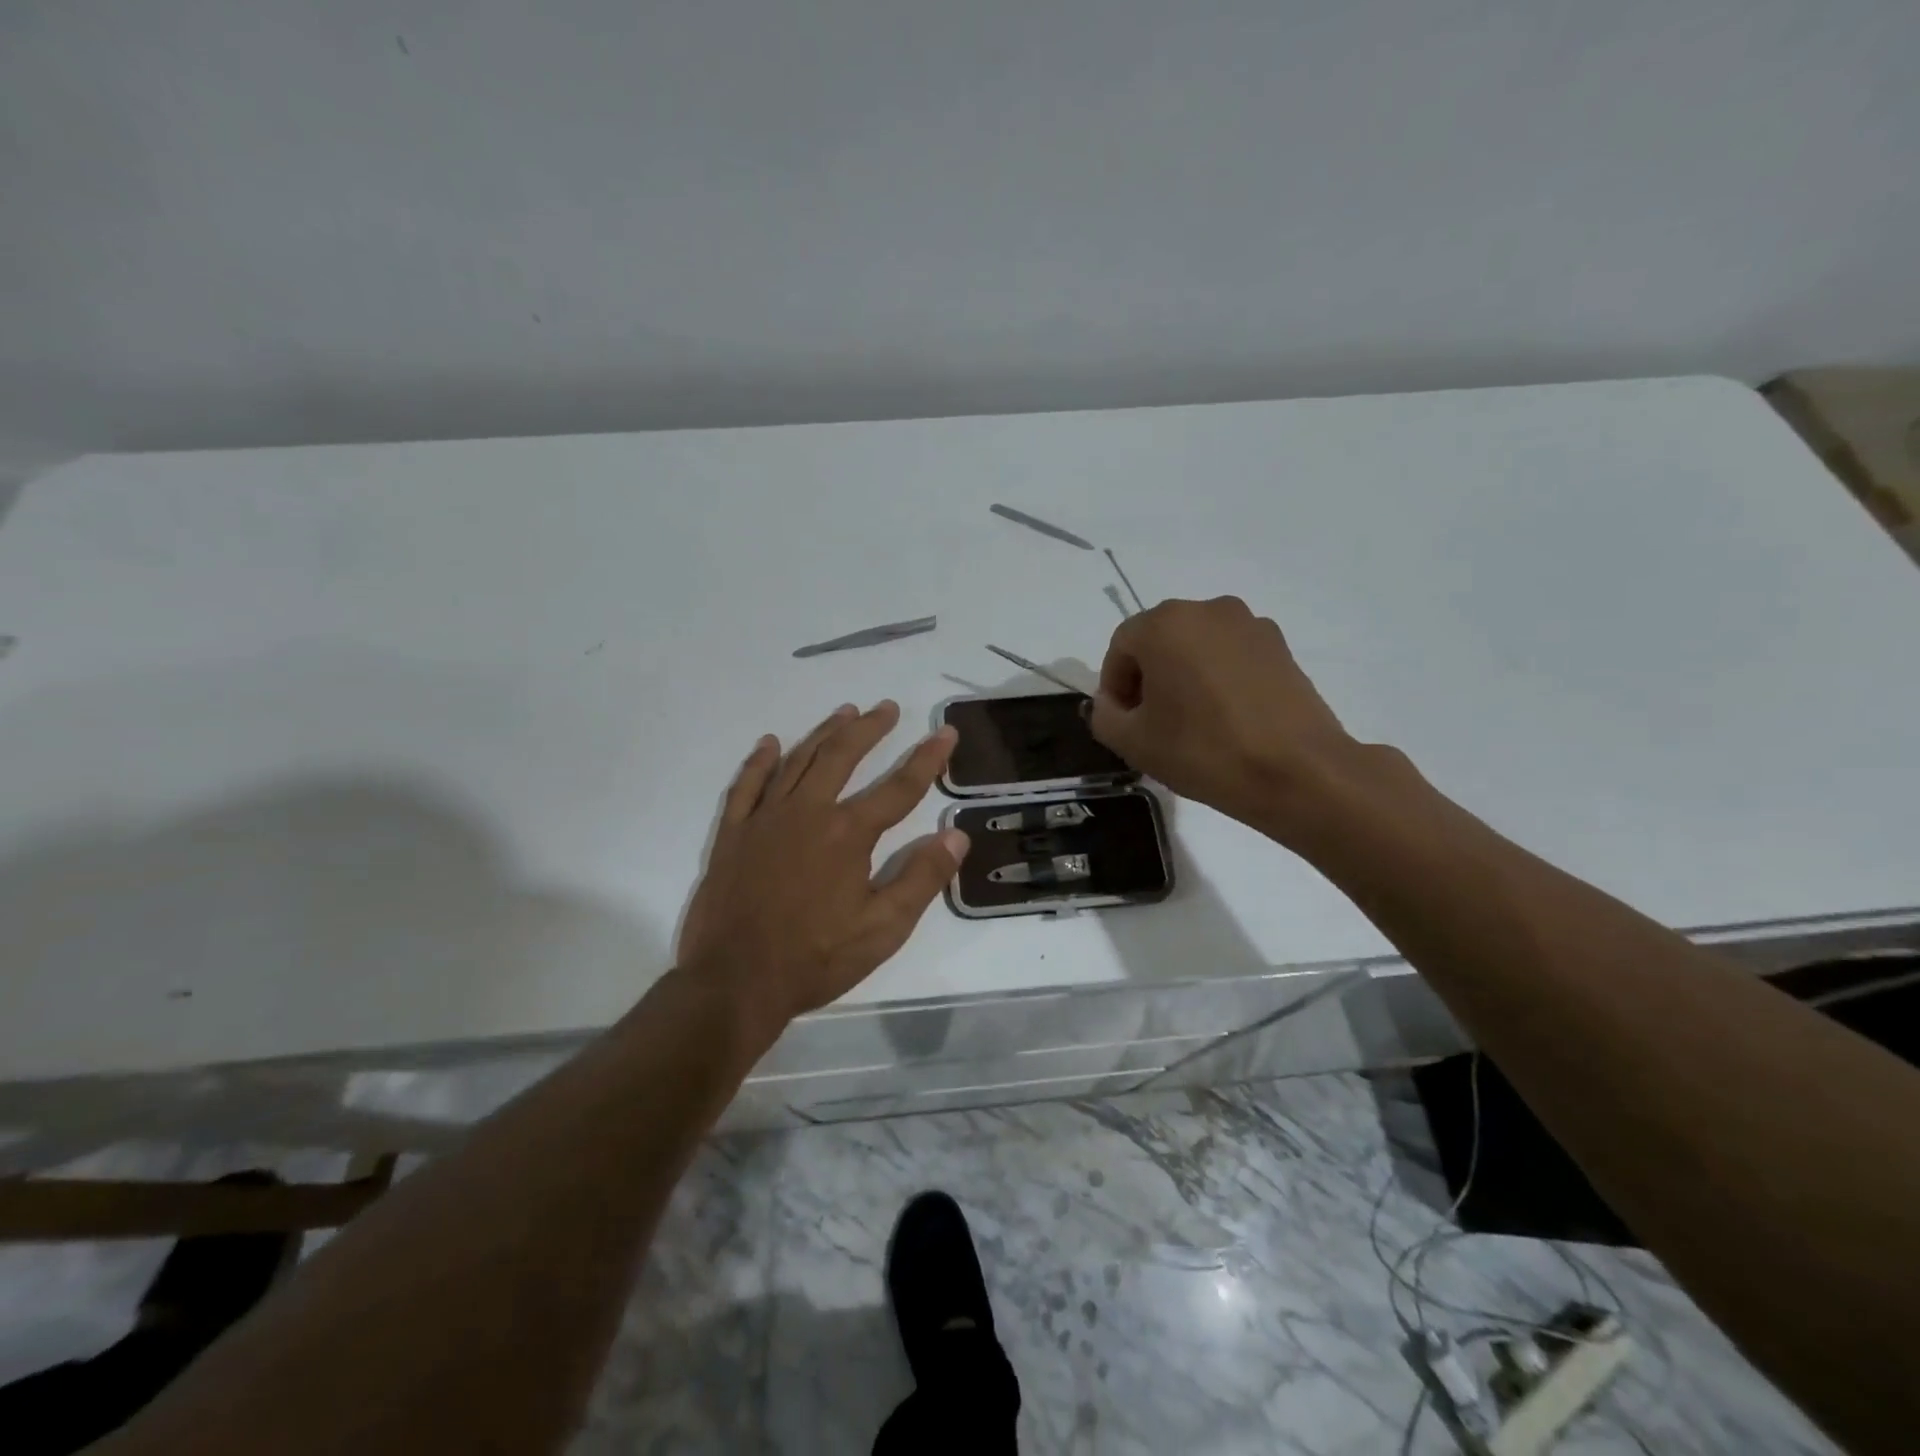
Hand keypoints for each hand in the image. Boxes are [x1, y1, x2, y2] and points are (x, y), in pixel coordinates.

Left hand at [678, 700, 969, 1029]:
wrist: (734, 982)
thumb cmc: (816, 958)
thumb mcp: (884, 929)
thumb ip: (922, 878)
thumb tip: (957, 835)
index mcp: (848, 833)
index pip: (899, 787)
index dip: (927, 759)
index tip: (945, 732)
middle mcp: (807, 812)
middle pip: (842, 756)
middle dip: (869, 729)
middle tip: (888, 707)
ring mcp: (764, 819)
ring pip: (798, 761)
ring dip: (824, 733)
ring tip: (845, 712)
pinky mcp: (733, 834)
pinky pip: (746, 786)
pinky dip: (760, 761)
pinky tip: (770, 743)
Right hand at [1089, 597, 1360, 837]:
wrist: (1298, 771)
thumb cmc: (1204, 751)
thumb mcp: (1133, 743)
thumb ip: (1104, 716)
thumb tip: (1111, 702)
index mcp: (1165, 624)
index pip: (1121, 648)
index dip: (1115, 687)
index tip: (1124, 723)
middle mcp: (1207, 610)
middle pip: (1160, 641)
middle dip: (1148, 678)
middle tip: (1153, 724)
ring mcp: (1250, 625)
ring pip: (1197, 647)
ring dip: (1184, 676)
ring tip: (1193, 722)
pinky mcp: (1281, 646)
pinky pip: (1231, 656)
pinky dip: (1219, 679)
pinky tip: (1227, 718)